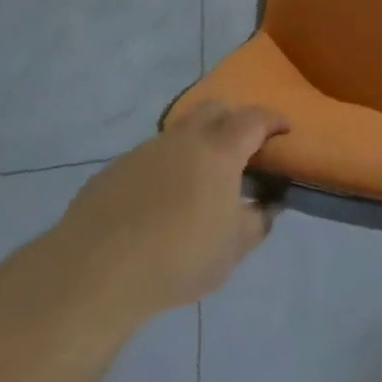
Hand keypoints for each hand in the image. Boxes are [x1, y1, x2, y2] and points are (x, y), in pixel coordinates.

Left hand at [56, 102, 288, 319]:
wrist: (96, 272)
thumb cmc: (179, 257)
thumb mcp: (233, 249)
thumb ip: (258, 222)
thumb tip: (269, 205)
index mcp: (219, 149)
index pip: (255, 119)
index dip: (274, 120)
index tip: (285, 129)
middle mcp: (184, 138)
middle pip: (215, 109)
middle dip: (234, 119)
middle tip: (244, 145)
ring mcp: (145, 150)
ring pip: (180, 132)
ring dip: (197, 144)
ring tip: (200, 179)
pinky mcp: (114, 169)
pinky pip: (150, 157)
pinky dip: (165, 167)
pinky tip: (159, 201)